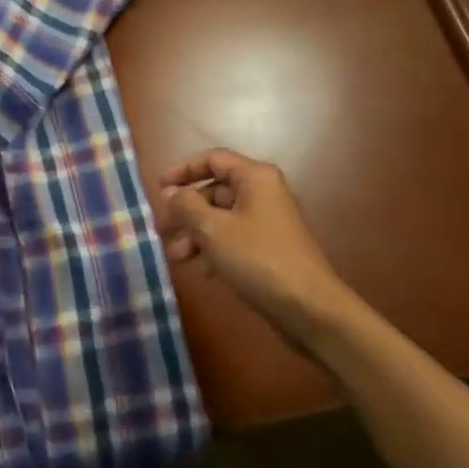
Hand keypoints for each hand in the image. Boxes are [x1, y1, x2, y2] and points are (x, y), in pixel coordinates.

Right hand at [159, 149, 350, 344]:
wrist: (309, 308)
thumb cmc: (258, 259)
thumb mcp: (213, 229)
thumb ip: (186, 205)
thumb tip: (170, 192)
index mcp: (254, 177)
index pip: (212, 159)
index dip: (183, 170)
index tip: (158, 188)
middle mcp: (263, 193)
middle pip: (215, 191)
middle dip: (186, 211)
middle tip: (162, 231)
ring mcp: (268, 221)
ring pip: (222, 218)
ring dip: (196, 234)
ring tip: (176, 257)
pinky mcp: (269, 248)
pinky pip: (234, 238)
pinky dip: (213, 249)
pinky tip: (200, 270)